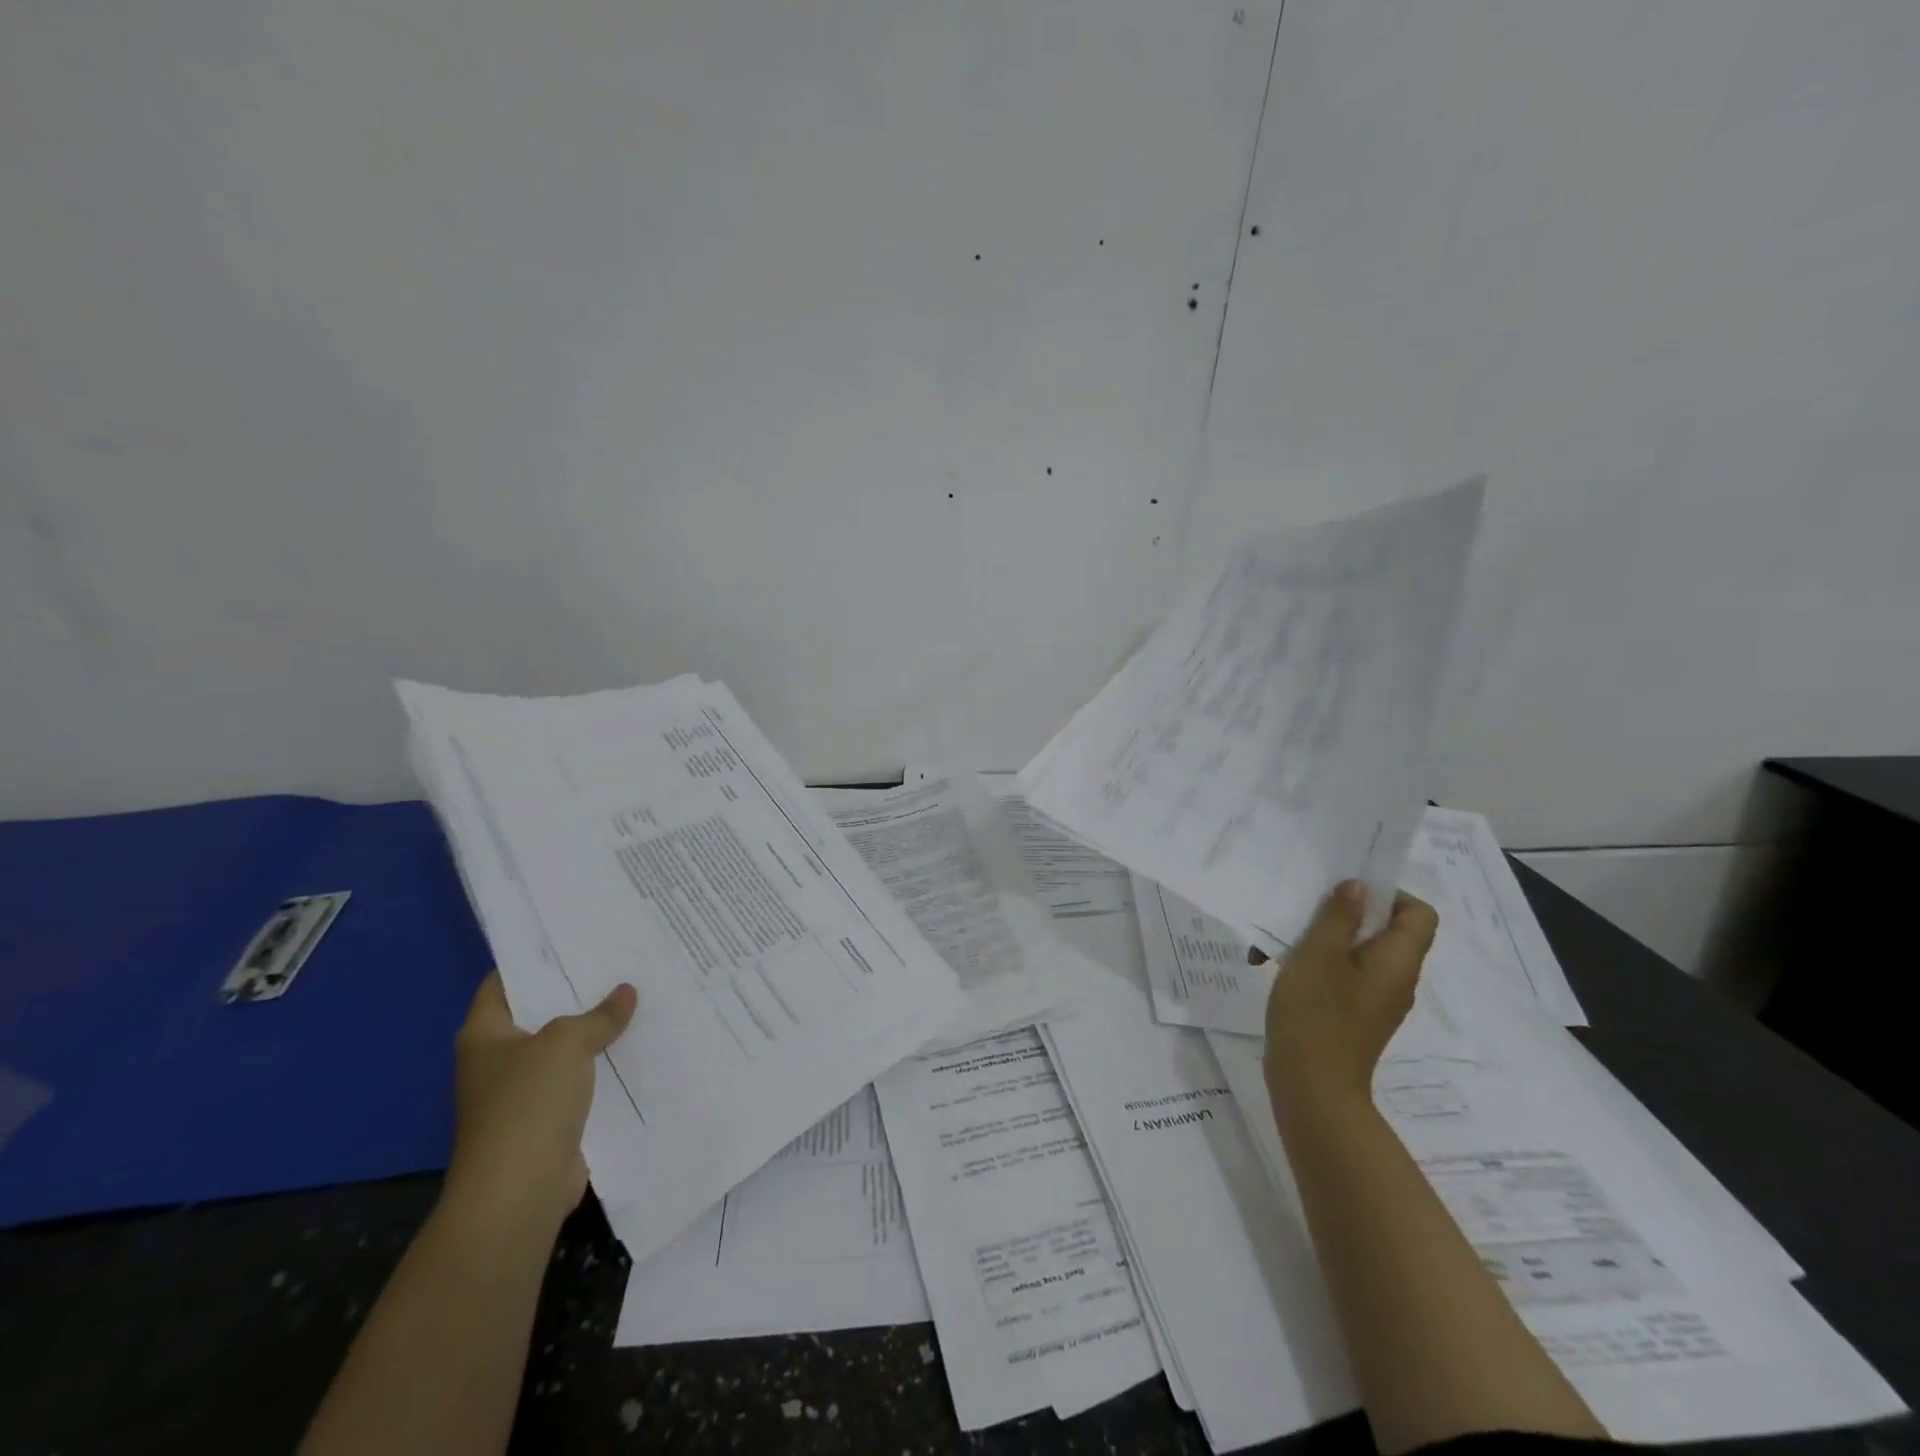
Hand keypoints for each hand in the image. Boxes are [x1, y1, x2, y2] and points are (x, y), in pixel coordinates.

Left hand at [443, 972, 636, 1235]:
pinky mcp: (549, 1119)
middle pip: (541, 1012)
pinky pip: (581, 1081)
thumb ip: (598, 1015)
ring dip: (596, 1031)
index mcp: (485, 1034)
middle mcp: (498, 1060)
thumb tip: (626, 993)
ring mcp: (523, 1092)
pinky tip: (638, 1046)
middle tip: (621, 962)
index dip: (537, 957)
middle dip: (578, 992)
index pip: (505, 981)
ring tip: (639, 997)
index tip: (578, 938)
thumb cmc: (528, 1104)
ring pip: (565, 1049)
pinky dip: (604, 1066)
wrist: (519, 1193)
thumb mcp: (566, 1043)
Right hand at [1260, 881, 1437, 1116]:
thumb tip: (1359, 888)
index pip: (1420, 914)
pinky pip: (1345, 976)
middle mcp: (1396, 979)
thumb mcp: (1319, 955)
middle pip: (1386, 930)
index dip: (1390, 895)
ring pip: (1358, 952)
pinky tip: (1279, 968)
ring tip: (1280, 942)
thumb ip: (1339, 917)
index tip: (1347, 894)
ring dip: (1322, 939)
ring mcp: (1375, 1000)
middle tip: (1306, 912)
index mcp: (1398, 961)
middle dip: (1344, 914)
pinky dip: (1317, 964)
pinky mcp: (1354, 1015)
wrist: (1311, 1089)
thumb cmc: (1317, 1015)